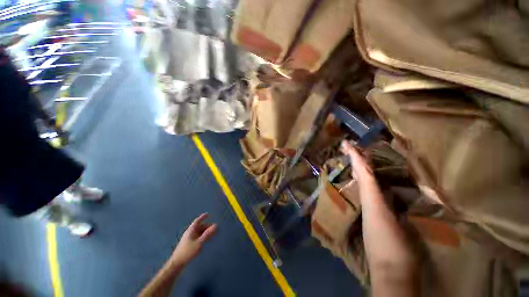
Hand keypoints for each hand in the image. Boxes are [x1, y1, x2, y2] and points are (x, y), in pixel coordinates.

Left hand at [171, 213, 217, 265]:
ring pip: (198, 232)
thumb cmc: (188, 251)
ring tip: (212, 233)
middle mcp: (189, 233)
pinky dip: (202, 236)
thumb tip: (216, 225)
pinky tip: (205, 240)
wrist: (177, 263)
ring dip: (205, 231)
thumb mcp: (199, 242)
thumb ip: (208, 234)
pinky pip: (197, 237)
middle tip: (214, 227)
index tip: (208, 214)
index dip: (202, 217)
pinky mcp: (188, 244)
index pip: (197, 221)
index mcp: (191, 230)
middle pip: (199, 227)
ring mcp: (188, 239)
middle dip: (206, 226)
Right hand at [341, 140, 373, 181]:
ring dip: (346, 153)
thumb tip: (343, 140)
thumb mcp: (354, 155)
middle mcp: (363, 156)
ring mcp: (359, 161)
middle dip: (348, 148)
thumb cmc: (360, 165)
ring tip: (339, 151)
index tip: (343, 141)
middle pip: (354, 150)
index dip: (350, 143)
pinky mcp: (355, 166)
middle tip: (339, 146)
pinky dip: (346, 158)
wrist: (362, 177)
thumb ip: (349, 148)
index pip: (357, 145)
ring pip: (352, 155)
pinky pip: (350, 160)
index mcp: (364, 152)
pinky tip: (341, 157)